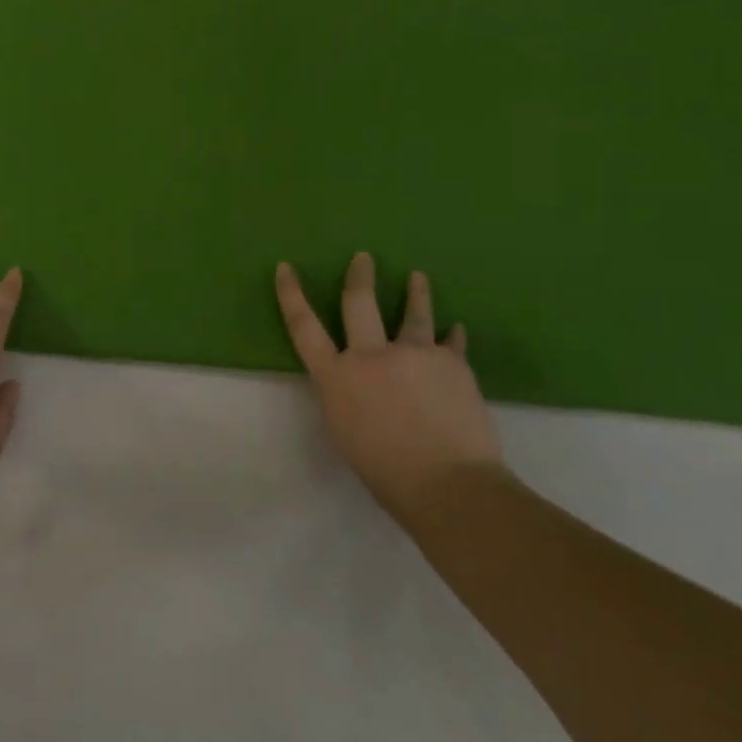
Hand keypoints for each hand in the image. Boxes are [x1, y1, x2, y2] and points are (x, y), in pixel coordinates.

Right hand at [276, 252, 504, 526]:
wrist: (448, 484)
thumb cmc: (385, 470)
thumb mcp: (344, 432)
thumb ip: (344, 396)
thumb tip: (355, 381)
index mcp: (336, 377)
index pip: (304, 327)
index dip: (292, 295)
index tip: (285, 267)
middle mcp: (370, 355)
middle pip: (359, 303)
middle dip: (359, 277)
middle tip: (364, 258)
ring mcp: (413, 354)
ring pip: (413, 314)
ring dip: (416, 292)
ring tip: (418, 277)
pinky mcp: (452, 363)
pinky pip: (451, 343)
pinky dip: (452, 336)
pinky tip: (456, 329)